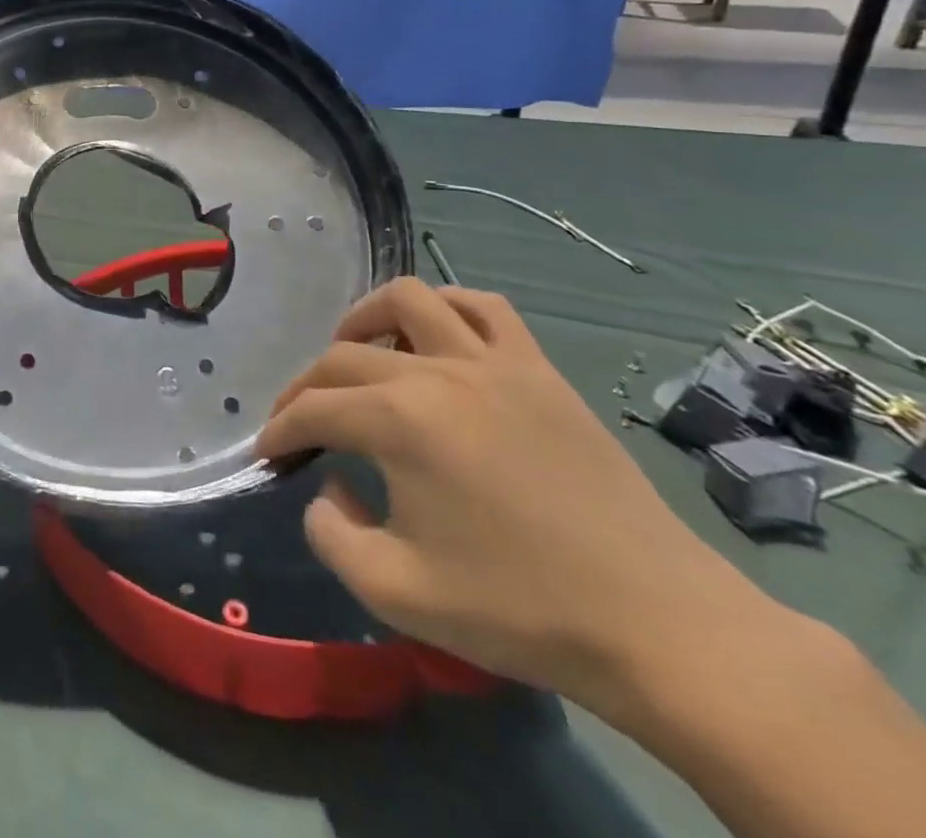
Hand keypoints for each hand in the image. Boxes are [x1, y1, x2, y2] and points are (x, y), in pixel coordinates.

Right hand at [257, 278, 765, 715]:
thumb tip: (329, 488)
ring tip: (357, 353)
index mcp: (398, 422)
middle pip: (343, 356)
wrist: (657, 625)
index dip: (278, 430)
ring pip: (410, 300)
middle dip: (306, 388)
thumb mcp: (395, 592)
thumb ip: (331, 534)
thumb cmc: (519, 609)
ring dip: (366, 320)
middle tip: (300, 425)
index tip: (268, 455)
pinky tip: (435, 337)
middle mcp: (436, 373)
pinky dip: (446, 308)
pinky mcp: (538, 369)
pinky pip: (484, 308)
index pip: (312, 409)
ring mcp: (493, 363)